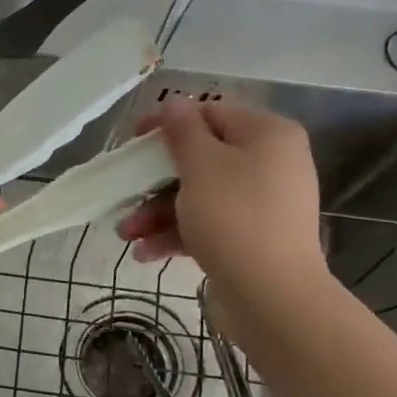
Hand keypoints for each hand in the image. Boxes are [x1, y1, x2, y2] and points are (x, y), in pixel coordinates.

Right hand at [116, 97, 328, 328]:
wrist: (271, 294)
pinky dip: (176, 234)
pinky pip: (207, 225)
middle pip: (200, 159)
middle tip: (124, 194)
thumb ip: (182, 132)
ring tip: (126, 234)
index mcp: (266, 134)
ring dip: (157, 213)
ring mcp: (260, 203)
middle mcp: (269, 163)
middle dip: (154, 182)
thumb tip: (174, 103)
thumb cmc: (234, 217)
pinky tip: (146, 253)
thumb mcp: (201, 166)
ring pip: (197, 196)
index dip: (168, 124)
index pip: (210, 114)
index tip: (131, 142)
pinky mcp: (250, 237)